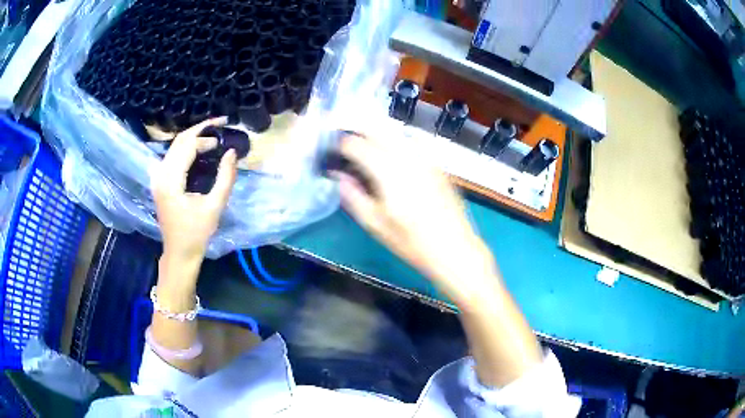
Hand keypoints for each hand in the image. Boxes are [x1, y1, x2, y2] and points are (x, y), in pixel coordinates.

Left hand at [150, 118, 237, 264]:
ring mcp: (157, 177)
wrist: (179, 252)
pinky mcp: (160, 181)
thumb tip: (232, 152)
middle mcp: (160, 174)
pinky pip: (172, 156)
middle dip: (200, 131)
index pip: (187, 146)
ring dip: (194, 139)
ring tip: (214, 138)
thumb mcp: (215, 206)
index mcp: (171, 180)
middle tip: (221, 125)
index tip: (224, 131)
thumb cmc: (197, 232)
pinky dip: (187, 148)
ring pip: (174, 146)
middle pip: (179, 141)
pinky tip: (200, 150)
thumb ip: (225, 177)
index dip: (206, 135)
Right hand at [334, 133, 496, 300]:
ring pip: (394, 133)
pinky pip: (410, 143)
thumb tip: (338, 175)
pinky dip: (394, 144)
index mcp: (389, 172)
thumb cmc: (412, 243)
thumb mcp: (375, 224)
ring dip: (375, 137)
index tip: (332, 153)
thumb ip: (352, 196)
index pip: (357, 144)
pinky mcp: (436, 163)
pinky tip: (391, 161)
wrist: (454, 249)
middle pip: (376, 129)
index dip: (340, 145)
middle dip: (357, 133)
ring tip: (366, 154)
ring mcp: (425, 157)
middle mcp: (408, 156)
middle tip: (346, 149)